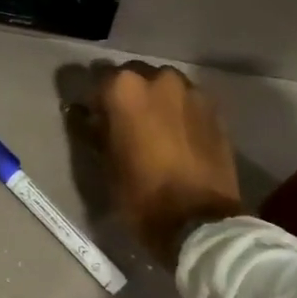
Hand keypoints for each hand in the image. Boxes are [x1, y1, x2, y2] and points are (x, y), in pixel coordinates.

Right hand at [94, 66, 244, 268]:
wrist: (199, 220)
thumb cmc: (140, 193)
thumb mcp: (105, 163)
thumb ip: (92, 130)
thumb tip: (81, 113)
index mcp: (125, 88)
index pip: (100, 81)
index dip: (95, 102)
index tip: (95, 121)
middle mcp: (160, 78)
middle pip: (135, 77)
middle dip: (128, 96)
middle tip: (124, 125)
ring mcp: (192, 91)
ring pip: (164, 87)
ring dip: (156, 101)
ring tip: (154, 131)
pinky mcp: (215, 110)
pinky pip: (187, 103)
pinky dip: (178, 113)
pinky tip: (177, 138)